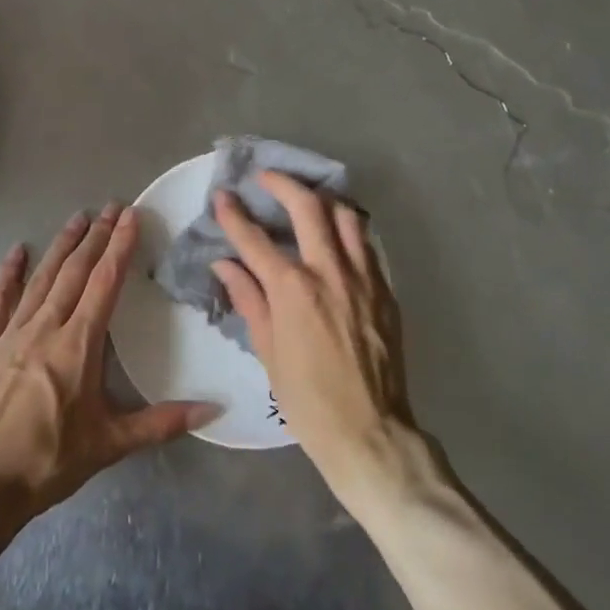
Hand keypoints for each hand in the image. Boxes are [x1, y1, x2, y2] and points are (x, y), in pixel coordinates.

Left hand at [0, 204, 215, 542]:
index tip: (132, 217)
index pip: (104, 284)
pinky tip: (17, 252)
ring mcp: (10, 334)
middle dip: (95, 238)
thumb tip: (214, 409)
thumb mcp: (109, 445)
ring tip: (78, 218)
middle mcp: (45, 328)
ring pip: (40, 280)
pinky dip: (8, 275)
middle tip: (111, 208)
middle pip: (74, 273)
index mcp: (78, 346)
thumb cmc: (47, 463)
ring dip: (61, 247)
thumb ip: (162, 423)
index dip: (120, 248)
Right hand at [212, 174, 416, 511]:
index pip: (255, 239)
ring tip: (307, 200)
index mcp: (293, 290)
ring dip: (323, 200)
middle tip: (266, 178)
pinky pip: (366, 245)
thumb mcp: (267, 351)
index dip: (234, 214)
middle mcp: (329, 272)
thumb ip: (248, 299)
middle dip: (282, 183)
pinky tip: (336, 238)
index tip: (223, 195)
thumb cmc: (307, 399)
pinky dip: (348, 231)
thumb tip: (226, 264)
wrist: (370, 432)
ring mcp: (363, 278)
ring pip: (347, 216)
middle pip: (308, 206)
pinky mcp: (386, 290)